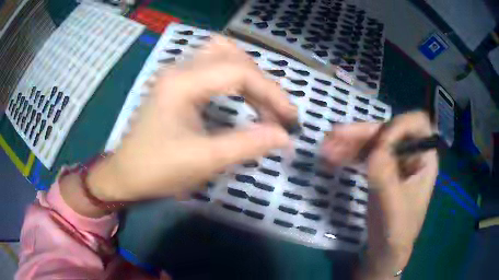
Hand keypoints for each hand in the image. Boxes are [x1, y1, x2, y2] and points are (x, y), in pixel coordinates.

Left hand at [89, 36, 296, 200]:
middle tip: (274, 109)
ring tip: (262, 103)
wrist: (125, 176)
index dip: (271, 92)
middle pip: (231, 54)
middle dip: (260, 81)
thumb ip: (247, 144)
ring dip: (247, 75)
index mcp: (182, 82)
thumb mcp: (205, 160)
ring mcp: (176, 74)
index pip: (239, 71)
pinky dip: (233, 79)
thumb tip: (284, 136)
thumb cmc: (158, 171)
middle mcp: (179, 69)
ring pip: (221, 55)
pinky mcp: (176, 83)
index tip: (289, 118)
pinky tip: (240, 97)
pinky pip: (212, 68)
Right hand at [321, 112, 437, 278]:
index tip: (377, 144)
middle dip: (362, 133)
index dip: (397, 127)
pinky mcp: (381, 170)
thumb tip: (374, 148)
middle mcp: (411, 154)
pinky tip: (332, 157)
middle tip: (334, 136)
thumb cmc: (395, 231)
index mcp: (424, 159)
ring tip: (325, 148)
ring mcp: (395, 161)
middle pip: (389, 130)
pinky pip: (365, 154)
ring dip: (350, 142)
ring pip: (374, 141)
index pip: (417, 125)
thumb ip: (385, 176)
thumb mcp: (392, 206)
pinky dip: (348, 153)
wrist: (384, 251)